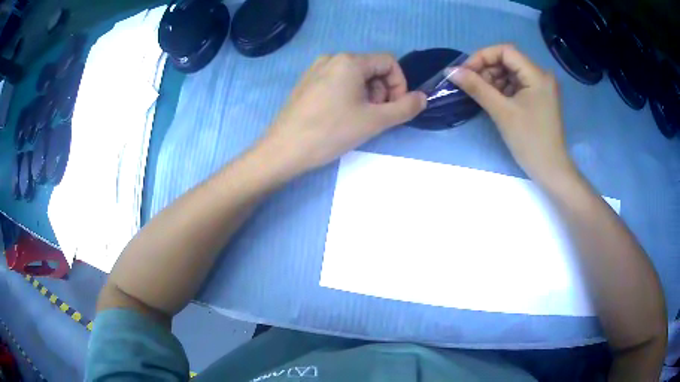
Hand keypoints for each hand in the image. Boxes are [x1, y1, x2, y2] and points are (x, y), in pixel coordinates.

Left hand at [261, 53, 425, 174]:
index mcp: (350, 61)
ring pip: (355, 77)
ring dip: (366, 96)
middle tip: (374, 117)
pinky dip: (348, 96)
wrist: (284, 150)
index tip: (394, 108)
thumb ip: (405, 108)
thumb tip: (422, 98)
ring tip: (357, 119)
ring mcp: (316, 70)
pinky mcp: (306, 83)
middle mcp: (332, 58)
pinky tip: (339, 117)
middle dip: (381, 92)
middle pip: (372, 69)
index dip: (399, 84)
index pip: (389, 62)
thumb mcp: (375, 121)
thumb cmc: (331, 132)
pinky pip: (337, 82)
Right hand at [448, 44, 574, 183]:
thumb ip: (476, 87)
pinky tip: (493, 100)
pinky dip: (502, 89)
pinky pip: (516, 85)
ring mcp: (540, 87)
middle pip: (508, 60)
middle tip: (471, 85)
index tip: (465, 72)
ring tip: (481, 95)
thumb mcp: (501, 112)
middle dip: (487, 69)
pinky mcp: (538, 98)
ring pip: (510, 73)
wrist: (551, 170)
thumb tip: (450, 71)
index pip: (505, 51)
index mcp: (537, 75)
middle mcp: (541, 76)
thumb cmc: (529, 141)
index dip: (482, 57)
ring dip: (493, 80)